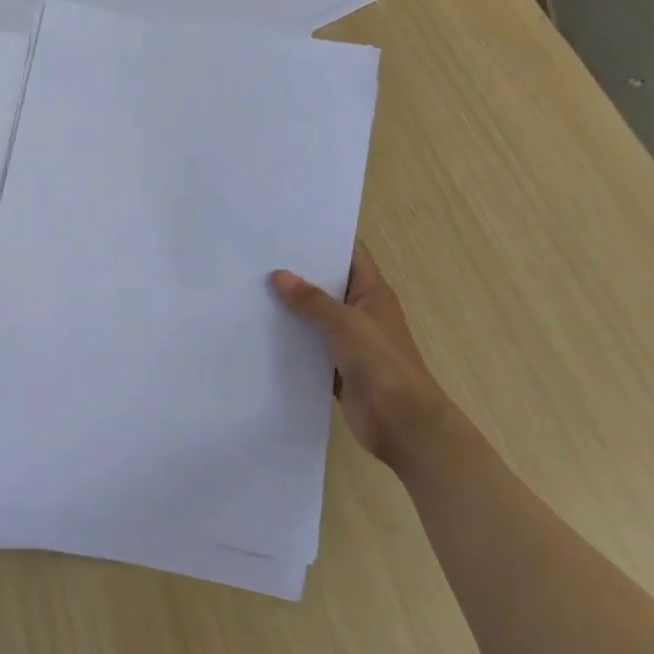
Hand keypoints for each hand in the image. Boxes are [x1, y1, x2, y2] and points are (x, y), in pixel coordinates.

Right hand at [271, 244, 465, 470]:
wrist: (402, 425)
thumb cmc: (382, 364)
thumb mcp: (346, 324)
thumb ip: (312, 301)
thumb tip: (279, 275)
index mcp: (372, 292)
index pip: (349, 254)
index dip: (324, 239)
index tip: (288, 228)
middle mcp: (360, 311)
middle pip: (328, 284)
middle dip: (298, 272)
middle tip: (258, 257)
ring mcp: (349, 340)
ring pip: (315, 316)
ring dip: (291, 307)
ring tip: (251, 288)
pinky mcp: (336, 366)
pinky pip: (309, 346)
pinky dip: (291, 339)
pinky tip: (261, 331)